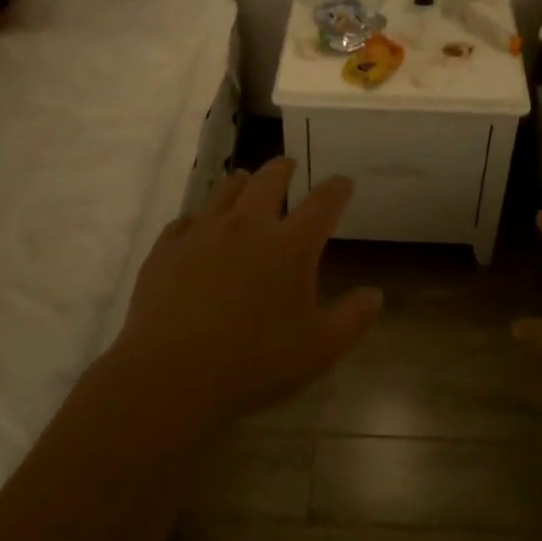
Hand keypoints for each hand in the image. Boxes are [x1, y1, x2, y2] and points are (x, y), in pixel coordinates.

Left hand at [109, 158, 380, 427]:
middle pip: (268, 180)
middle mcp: (247, 226)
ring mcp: (202, 233)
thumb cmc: (254, 362)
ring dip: (241, 183)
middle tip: (288, 165)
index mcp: (290, 245)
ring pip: (225, 191)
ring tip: (245, 182)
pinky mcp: (167, 249)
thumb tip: (375, 294)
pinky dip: (199, 219)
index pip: (322, 203)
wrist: (171, 375)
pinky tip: (197, 228)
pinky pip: (185, 221)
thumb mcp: (320, 350)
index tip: (343, 182)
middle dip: (283, 169)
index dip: (337, 188)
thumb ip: (353, 319)